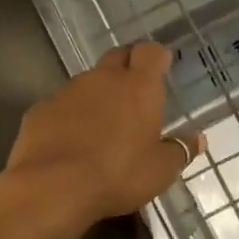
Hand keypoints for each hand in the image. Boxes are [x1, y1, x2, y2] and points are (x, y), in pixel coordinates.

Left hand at [2, 42, 202, 236]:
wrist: (52, 187)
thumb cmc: (117, 175)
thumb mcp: (160, 171)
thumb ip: (180, 150)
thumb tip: (198, 138)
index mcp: (138, 87)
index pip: (150, 52)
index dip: (156, 56)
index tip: (160, 66)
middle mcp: (103, 78)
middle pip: (117, 57)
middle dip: (127, 67)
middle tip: (134, 92)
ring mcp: (67, 91)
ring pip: (87, 82)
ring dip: (97, 95)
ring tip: (101, 125)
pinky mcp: (40, 109)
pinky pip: (60, 105)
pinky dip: (68, 116)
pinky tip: (69, 142)